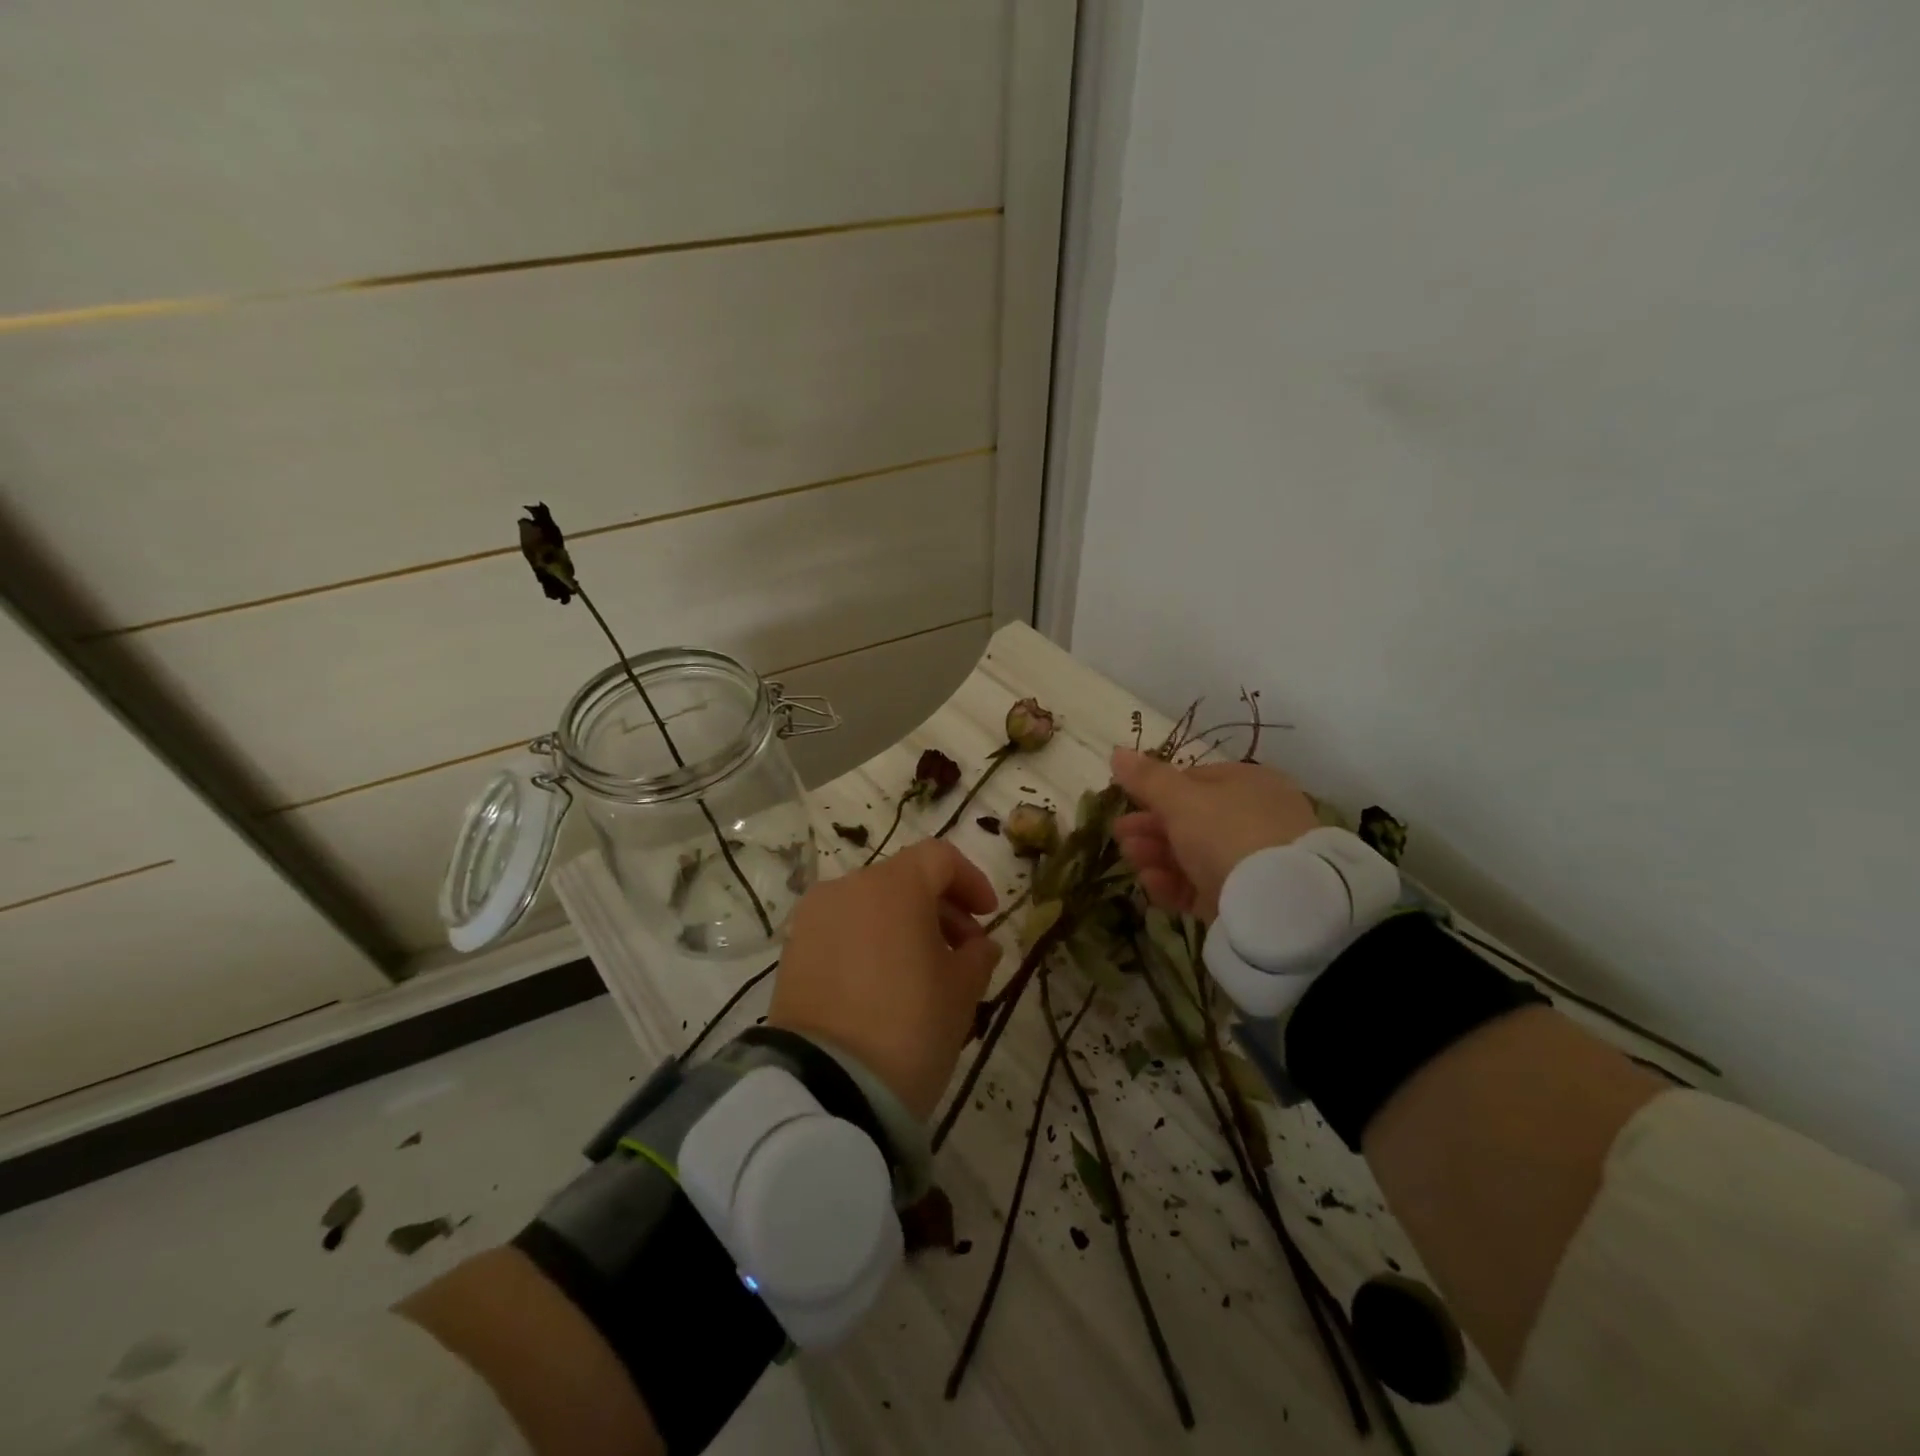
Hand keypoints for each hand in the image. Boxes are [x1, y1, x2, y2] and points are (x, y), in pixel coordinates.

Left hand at [770, 839, 1002, 1120]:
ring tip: (924, 972)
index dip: (971, 880)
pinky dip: (869, 941)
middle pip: (903, 879)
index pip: (939, 858)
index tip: (988, 916)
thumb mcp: (962, 992)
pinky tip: (884, 984)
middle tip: (963, 951)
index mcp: (894, 886)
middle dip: (939, 907)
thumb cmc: (909, 1028)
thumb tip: (979, 944)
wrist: (826, 1089)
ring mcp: (814, 918)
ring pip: (870, 904)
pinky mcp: (793, 951)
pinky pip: (842, 930)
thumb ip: (978, 956)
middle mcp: (847, 888)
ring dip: (903, 925)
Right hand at [1109, 748, 1321, 921]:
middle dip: (1149, 826)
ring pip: (1191, 854)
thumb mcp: (1181, 800)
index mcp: (1247, 784)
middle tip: (1119, 833)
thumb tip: (1117, 751)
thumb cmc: (1228, 832)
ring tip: (1130, 857)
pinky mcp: (1240, 898)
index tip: (1127, 800)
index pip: (1194, 780)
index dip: (1157, 790)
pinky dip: (1172, 883)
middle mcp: (1252, 819)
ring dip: (1154, 853)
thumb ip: (1147, 779)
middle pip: (1189, 820)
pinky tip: (1150, 882)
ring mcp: (1248, 861)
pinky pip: (1200, 886)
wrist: (1276, 902)